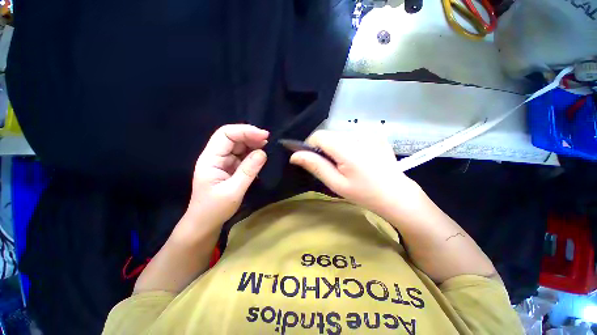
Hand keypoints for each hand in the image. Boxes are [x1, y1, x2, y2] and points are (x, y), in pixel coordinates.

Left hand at [187, 124, 268, 225]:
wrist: (205, 223)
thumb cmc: (215, 209)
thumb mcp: (233, 191)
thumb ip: (248, 171)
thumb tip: (263, 153)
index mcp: (210, 159)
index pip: (225, 135)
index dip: (245, 131)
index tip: (264, 136)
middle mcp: (216, 156)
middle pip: (233, 137)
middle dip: (251, 136)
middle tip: (268, 142)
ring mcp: (223, 161)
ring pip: (239, 145)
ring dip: (253, 144)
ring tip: (267, 147)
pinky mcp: (230, 167)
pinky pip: (242, 156)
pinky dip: (253, 154)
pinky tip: (262, 156)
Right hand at [289, 130, 421, 213]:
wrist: (397, 195)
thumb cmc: (364, 193)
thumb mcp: (336, 183)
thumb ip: (315, 166)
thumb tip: (294, 155)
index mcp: (346, 148)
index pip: (318, 135)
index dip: (310, 146)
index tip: (314, 161)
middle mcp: (357, 135)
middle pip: (329, 135)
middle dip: (324, 149)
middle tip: (332, 168)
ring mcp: (369, 134)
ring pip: (340, 135)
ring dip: (336, 148)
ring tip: (346, 165)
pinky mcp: (376, 136)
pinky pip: (352, 136)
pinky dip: (348, 146)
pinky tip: (358, 159)